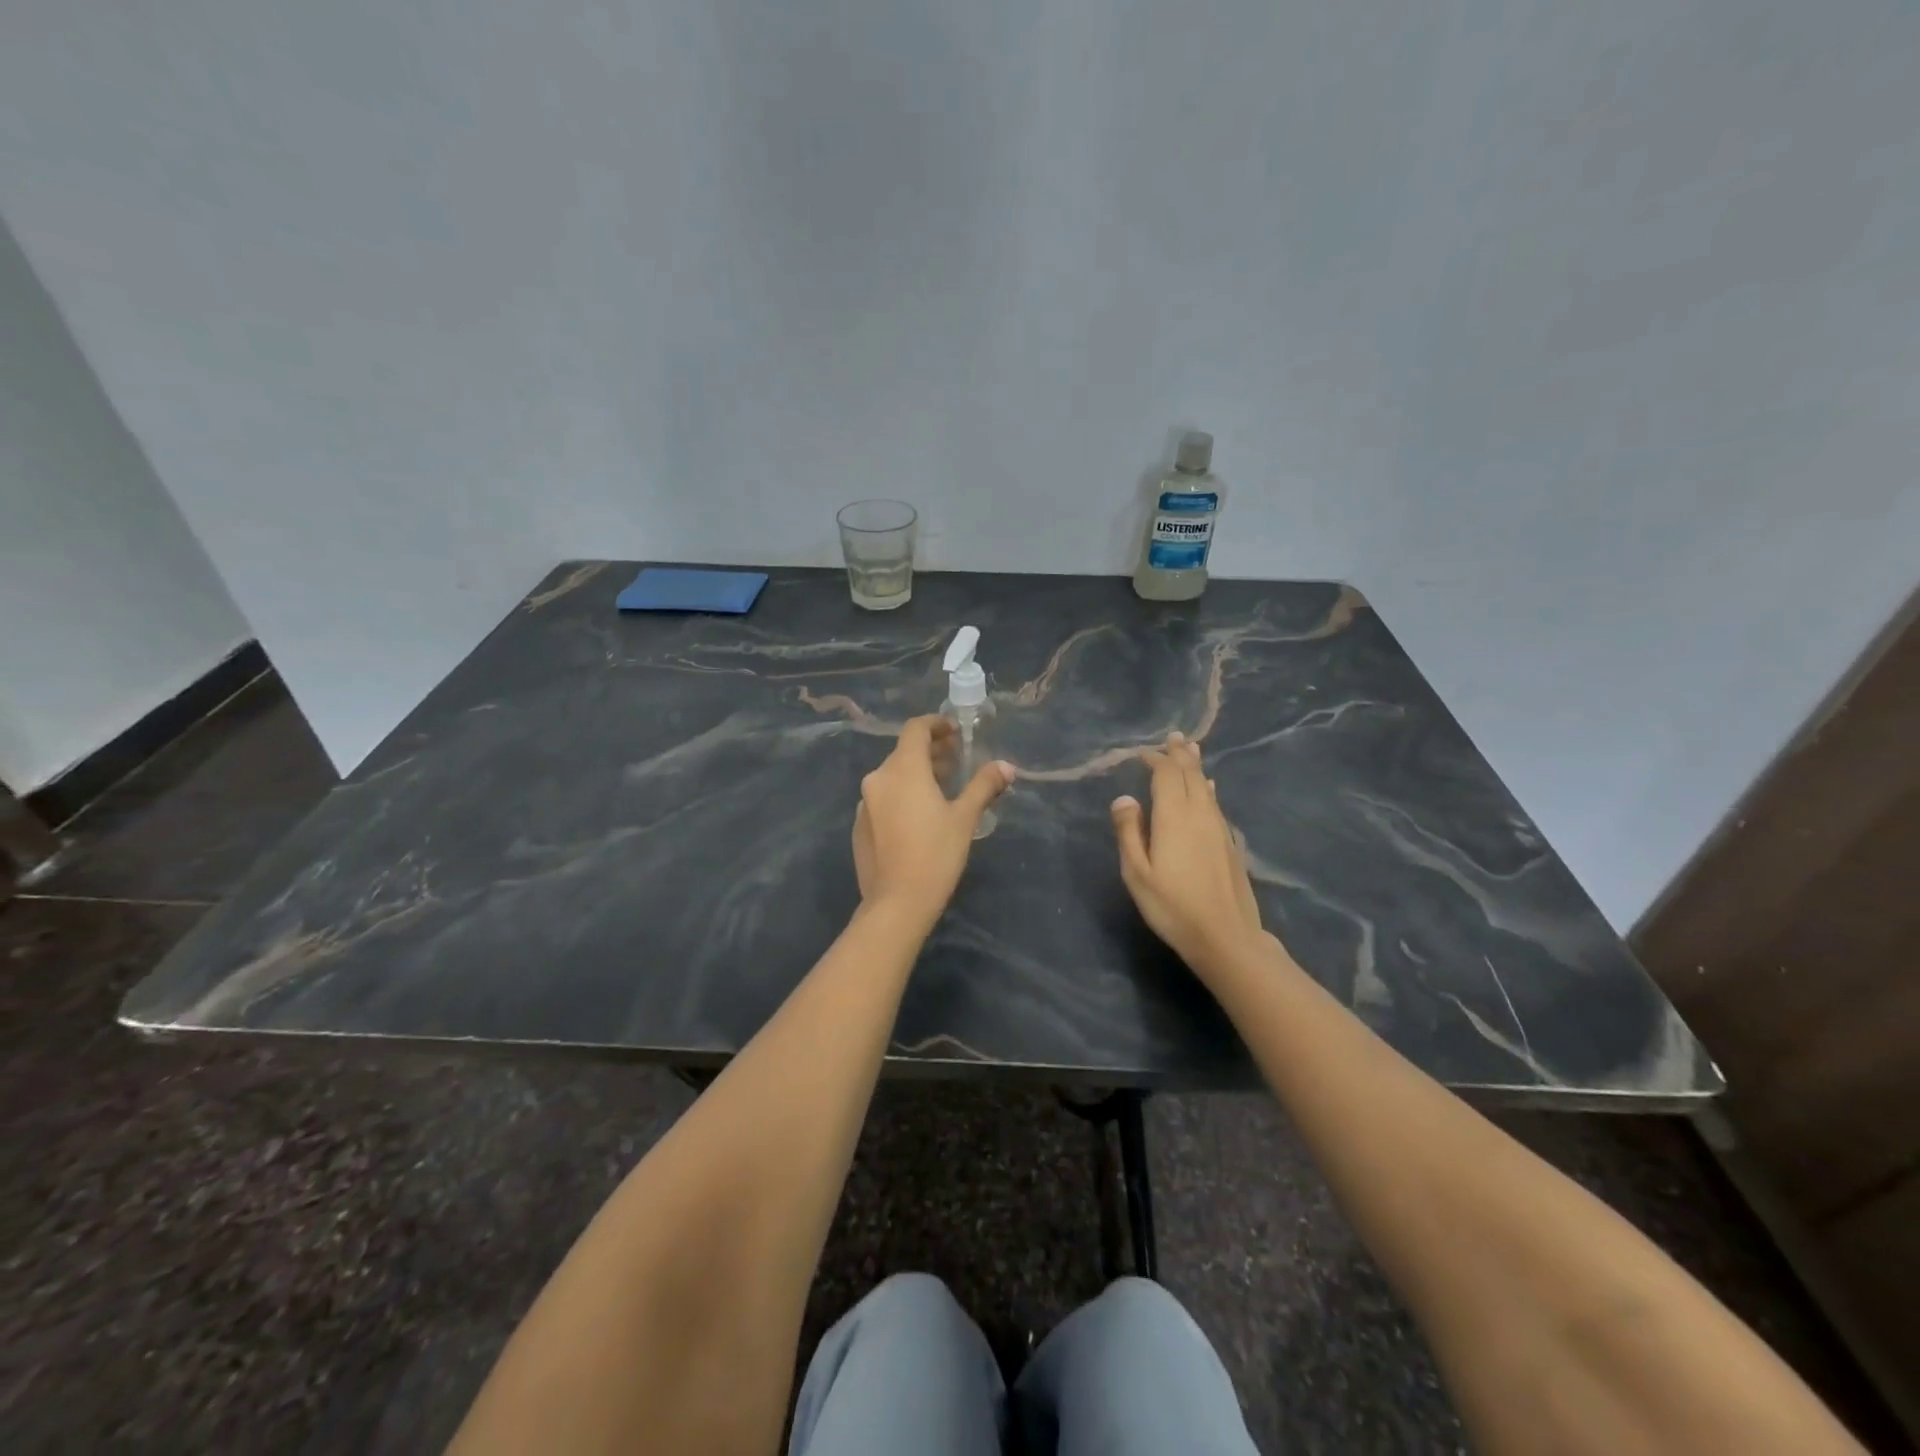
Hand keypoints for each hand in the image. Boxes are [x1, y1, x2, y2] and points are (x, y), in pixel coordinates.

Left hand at [852, 716, 1012, 924]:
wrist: (897, 903)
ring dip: (917, 774)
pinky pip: (883, 798)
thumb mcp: (965, 818)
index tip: (955, 731)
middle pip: (904, 752)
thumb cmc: (936, 854)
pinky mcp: (860, 825)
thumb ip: (984, 786)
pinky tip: (919, 816)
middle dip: (931, 752)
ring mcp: (865, 803)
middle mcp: (878, 778)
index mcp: (903, 769)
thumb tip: (1006, 766)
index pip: (915, 729)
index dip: (936, 725)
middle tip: (957, 760)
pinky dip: (902, 795)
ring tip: (943, 788)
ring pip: (893, 776)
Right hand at [1111, 732, 1267, 975]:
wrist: (1226, 936)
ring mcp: (1219, 828)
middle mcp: (1200, 814)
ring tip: (1190, 750)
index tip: (1142, 753)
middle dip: (1180, 754)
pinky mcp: (1230, 843)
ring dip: (1196, 767)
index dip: (1155, 759)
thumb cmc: (1172, 906)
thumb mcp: (1137, 873)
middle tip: (1173, 737)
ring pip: (1206, 787)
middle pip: (1191, 774)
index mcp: (1174, 816)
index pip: (1166, 774)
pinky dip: (1207, 789)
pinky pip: (1216, 803)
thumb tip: (1124, 798)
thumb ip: (1129, 832)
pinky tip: (1209, 790)